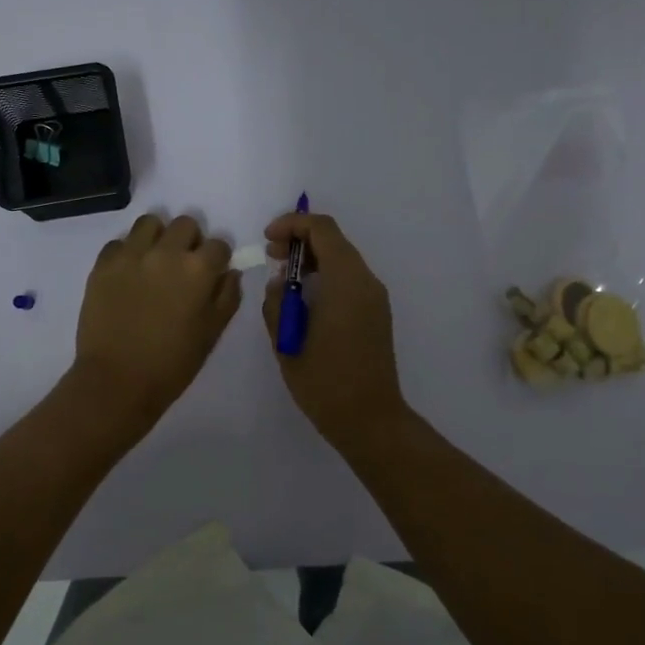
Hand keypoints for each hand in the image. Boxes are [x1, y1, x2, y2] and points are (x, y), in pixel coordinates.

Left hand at [72, 213, 242, 422]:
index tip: (211, 274)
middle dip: (190, 241)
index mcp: (198, 270)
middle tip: (183, 267)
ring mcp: (131, 255)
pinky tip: (128, 275)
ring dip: (158, 237)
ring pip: (150, 223)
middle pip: (186, 224)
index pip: (219, 245)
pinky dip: (127, 252)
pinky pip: (119, 242)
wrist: (117, 381)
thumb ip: (227, 297)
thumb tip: (229, 272)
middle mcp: (166, 252)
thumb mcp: (212, 333)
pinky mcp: (103, 264)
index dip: (217, 260)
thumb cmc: (172, 364)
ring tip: (154, 262)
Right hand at [262, 212, 407, 447]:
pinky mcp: (376, 315)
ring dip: (312, 260)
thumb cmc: (324, 381)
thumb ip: (277, 303)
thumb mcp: (286, 341)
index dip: (292, 225)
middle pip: (334, 241)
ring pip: (343, 260)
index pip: (322, 230)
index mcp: (346, 281)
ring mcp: (375, 299)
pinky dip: (326, 276)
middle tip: (272, 256)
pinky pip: (349, 280)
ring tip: (283, 280)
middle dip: (300, 241)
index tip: (267, 240)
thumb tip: (281, 283)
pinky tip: (304, 300)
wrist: (368, 419)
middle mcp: (366, 282)